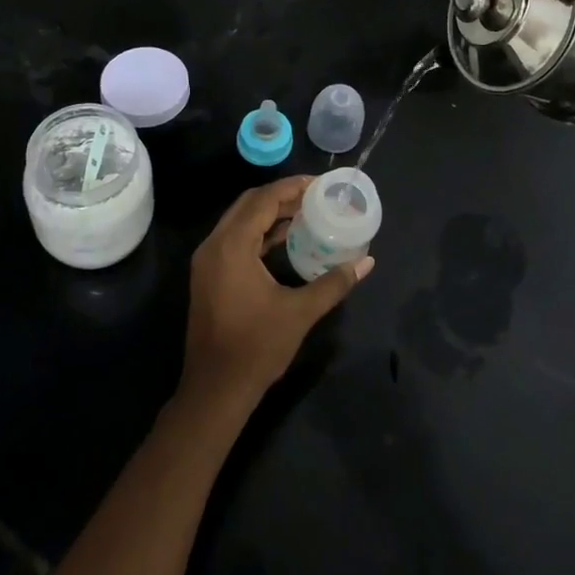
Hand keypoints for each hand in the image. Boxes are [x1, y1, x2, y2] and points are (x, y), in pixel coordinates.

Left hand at [178, 176, 373, 416]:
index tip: (319, 184)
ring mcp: (207, 261)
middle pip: (248, 204)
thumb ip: (333, 283)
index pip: (263, 200)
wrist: (215, 390)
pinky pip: (234, 239)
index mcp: (232, 246)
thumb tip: (367, 262)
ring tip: (305, 213)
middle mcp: (214, 245)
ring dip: (269, 214)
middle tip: (314, 197)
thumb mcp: (300, 313)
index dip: (291, 187)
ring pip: (239, 221)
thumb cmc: (256, 347)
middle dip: (281, 196)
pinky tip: (284, 240)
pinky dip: (258, 233)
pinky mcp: (208, 275)